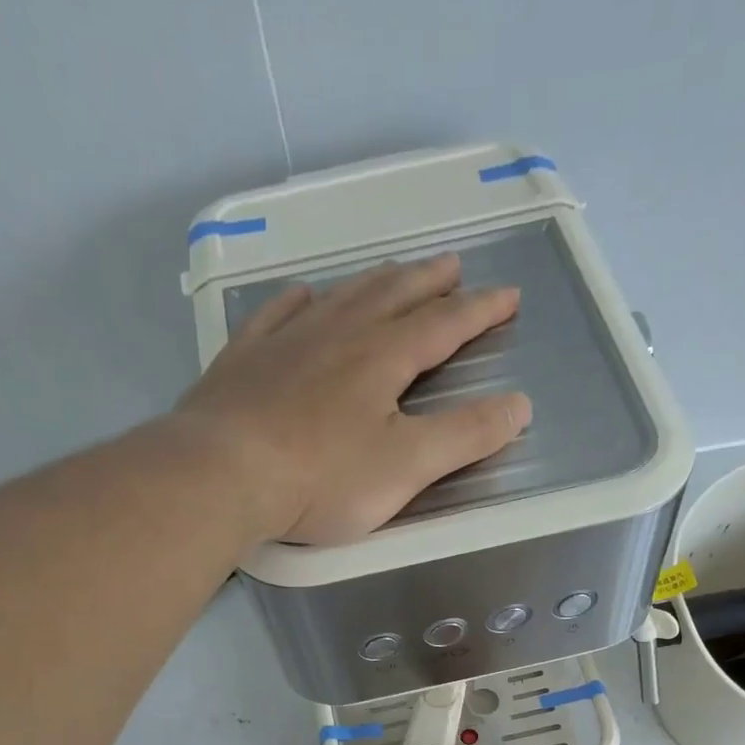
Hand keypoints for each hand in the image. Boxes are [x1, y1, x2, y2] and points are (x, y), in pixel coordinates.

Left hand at [173, 254, 531, 544]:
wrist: (224, 473)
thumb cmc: (323, 477)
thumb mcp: (408, 465)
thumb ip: (465, 435)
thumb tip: (520, 405)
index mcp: (384, 357)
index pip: (444, 324)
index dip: (480, 311)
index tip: (508, 297)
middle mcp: (339, 334)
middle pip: (394, 295)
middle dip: (430, 282)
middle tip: (453, 266)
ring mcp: (287, 340)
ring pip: (342, 297)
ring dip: (375, 282)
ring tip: (394, 274)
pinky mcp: (246, 359)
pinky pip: (278, 314)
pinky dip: (300, 301)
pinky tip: (304, 296)